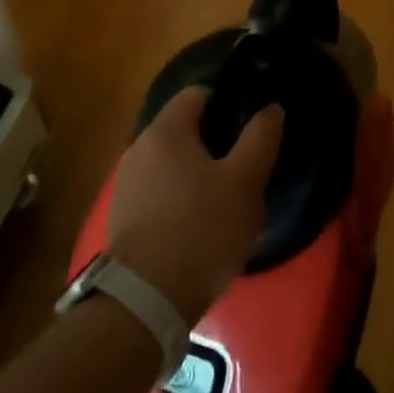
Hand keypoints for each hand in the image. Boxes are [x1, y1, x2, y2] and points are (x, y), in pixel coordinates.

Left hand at [107, 87, 282, 322]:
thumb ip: (261, 138)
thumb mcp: (245, 182)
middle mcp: (138, 147)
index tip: (251, 125)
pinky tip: (199, 223)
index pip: (198, 93)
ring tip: (226, 197)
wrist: (147, 299)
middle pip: (184, 128)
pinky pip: (159, 190)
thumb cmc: (202, 229)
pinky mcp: (123, 216)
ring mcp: (126, 183)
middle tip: (246, 165)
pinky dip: (180, 196)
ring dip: (197, 171)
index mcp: (166, 130)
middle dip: (215, 140)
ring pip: (171, 162)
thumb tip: (271, 108)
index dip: (228, 102)